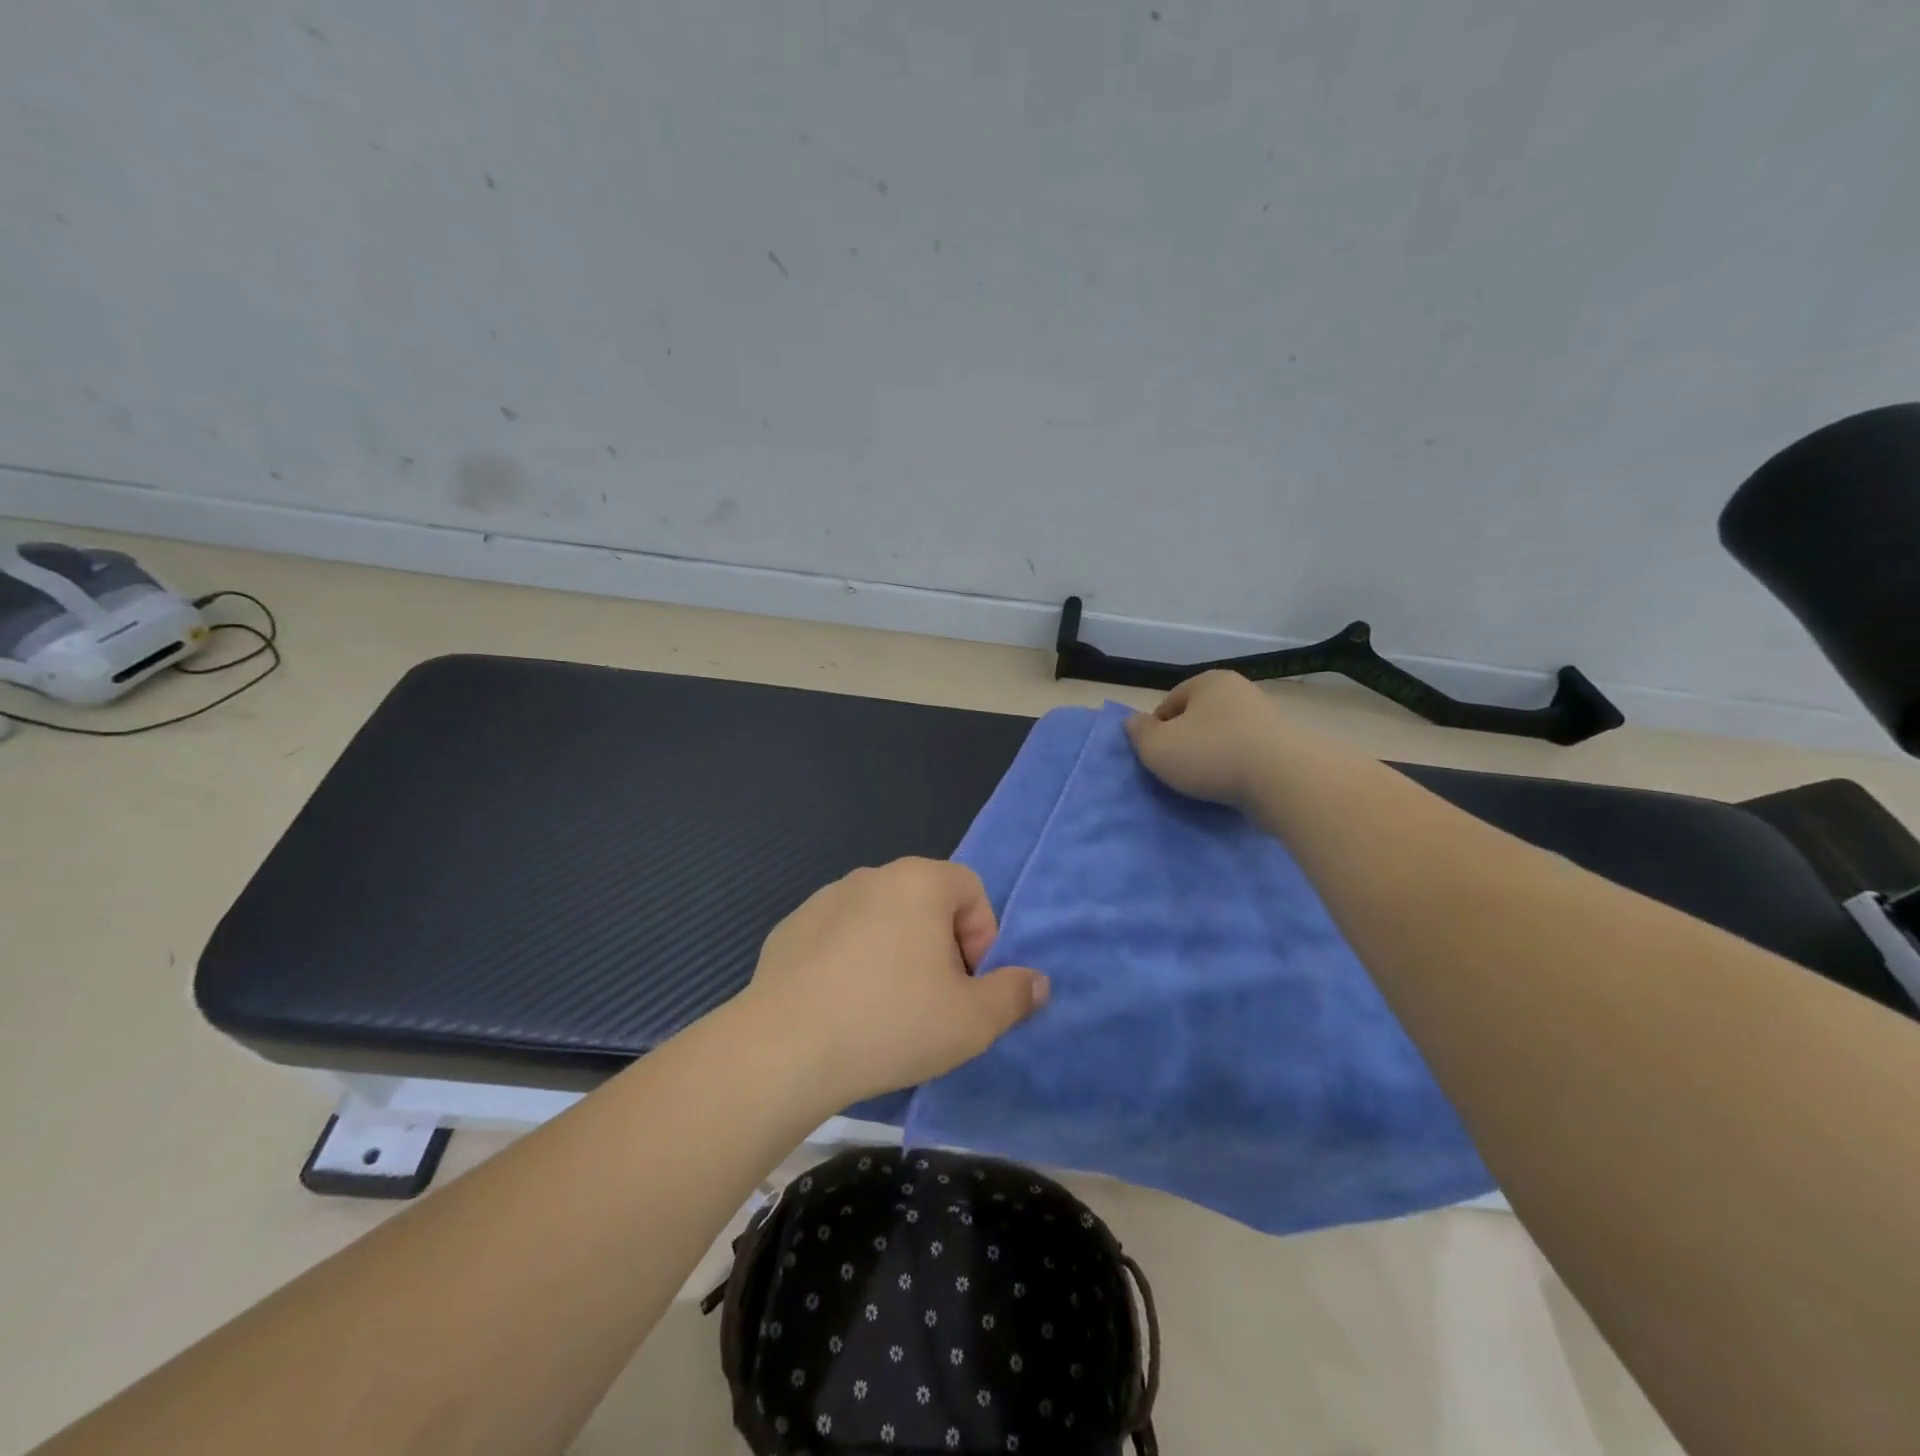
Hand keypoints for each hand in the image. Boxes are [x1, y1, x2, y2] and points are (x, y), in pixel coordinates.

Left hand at [741, 858, 1048, 1104]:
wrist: (783, 1049)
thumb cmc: (891, 1023)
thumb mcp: (972, 1021)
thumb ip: (1014, 995)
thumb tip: (1037, 982)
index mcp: (919, 882)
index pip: (971, 891)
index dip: (981, 938)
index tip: (964, 985)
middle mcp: (872, 876)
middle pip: (926, 904)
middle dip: (939, 948)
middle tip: (930, 1002)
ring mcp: (825, 898)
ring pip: (881, 920)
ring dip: (894, 953)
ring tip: (883, 1009)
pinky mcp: (791, 927)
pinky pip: (839, 937)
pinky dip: (850, 962)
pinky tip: (840, 1008)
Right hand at [1124, 669, 1291, 809]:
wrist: (1284, 781)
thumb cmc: (1212, 754)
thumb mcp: (1157, 746)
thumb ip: (1138, 733)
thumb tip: (1133, 722)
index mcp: (1209, 681)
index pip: (1169, 703)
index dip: (1156, 730)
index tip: (1155, 757)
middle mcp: (1240, 692)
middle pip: (1198, 720)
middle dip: (1186, 744)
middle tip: (1176, 772)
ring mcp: (1266, 719)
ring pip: (1223, 739)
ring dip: (1212, 759)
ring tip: (1204, 785)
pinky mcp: (1284, 748)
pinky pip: (1247, 758)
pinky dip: (1236, 771)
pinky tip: (1230, 789)